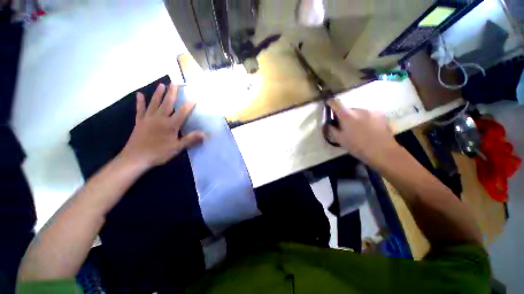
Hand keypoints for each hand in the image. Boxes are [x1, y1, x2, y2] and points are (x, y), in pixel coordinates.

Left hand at [119, 83, 204, 169]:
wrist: (135, 158)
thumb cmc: (159, 153)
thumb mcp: (177, 148)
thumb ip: (190, 139)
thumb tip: (204, 134)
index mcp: (170, 125)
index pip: (182, 113)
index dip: (189, 105)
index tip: (194, 97)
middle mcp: (159, 118)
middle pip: (167, 103)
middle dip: (172, 93)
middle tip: (175, 82)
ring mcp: (148, 119)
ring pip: (154, 103)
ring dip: (158, 93)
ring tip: (161, 84)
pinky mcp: (139, 122)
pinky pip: (140, 110)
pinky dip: (140, 102)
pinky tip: (140, 94)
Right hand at [327, 99, 399, 166]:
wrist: (382, 151)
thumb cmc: (357, 146)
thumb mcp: (340, 140)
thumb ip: (332, 130)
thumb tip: (329, 124)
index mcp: (347, 116)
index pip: (336, 103)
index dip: (331, 103)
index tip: (329, 104)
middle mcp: (359, 110)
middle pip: (349, 110)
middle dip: (345, 116)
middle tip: (346, 127)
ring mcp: (372, 111)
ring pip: (359, 113)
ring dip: (356, 118)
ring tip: (360, 130)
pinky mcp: (381, 115)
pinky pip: (369, 115)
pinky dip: (366, 120)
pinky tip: (369, 130)